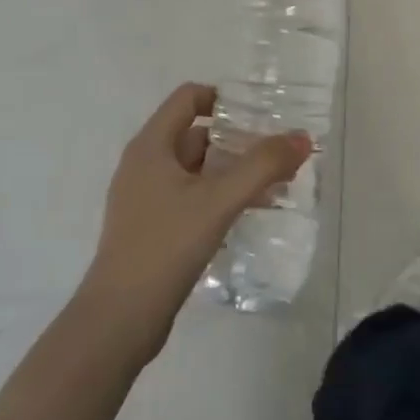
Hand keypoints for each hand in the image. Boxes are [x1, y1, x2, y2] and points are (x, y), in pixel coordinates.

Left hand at [80, 83, 310, 357]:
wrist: (117, 322)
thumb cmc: (165, 246)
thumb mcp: (218, 201)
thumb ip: (262, 166)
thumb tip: (302, 138)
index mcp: (151, 146)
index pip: (189, 98)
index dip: (224, 99)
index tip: (260, 115)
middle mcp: (144, 164)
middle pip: (196, 134)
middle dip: (237, 141)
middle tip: (276, 155)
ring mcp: (144, 199)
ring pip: (195, 170)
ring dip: (231, 172)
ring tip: (272, 186)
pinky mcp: (150, 229)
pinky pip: (190, 198)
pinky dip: (218, 198)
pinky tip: (246, 216)